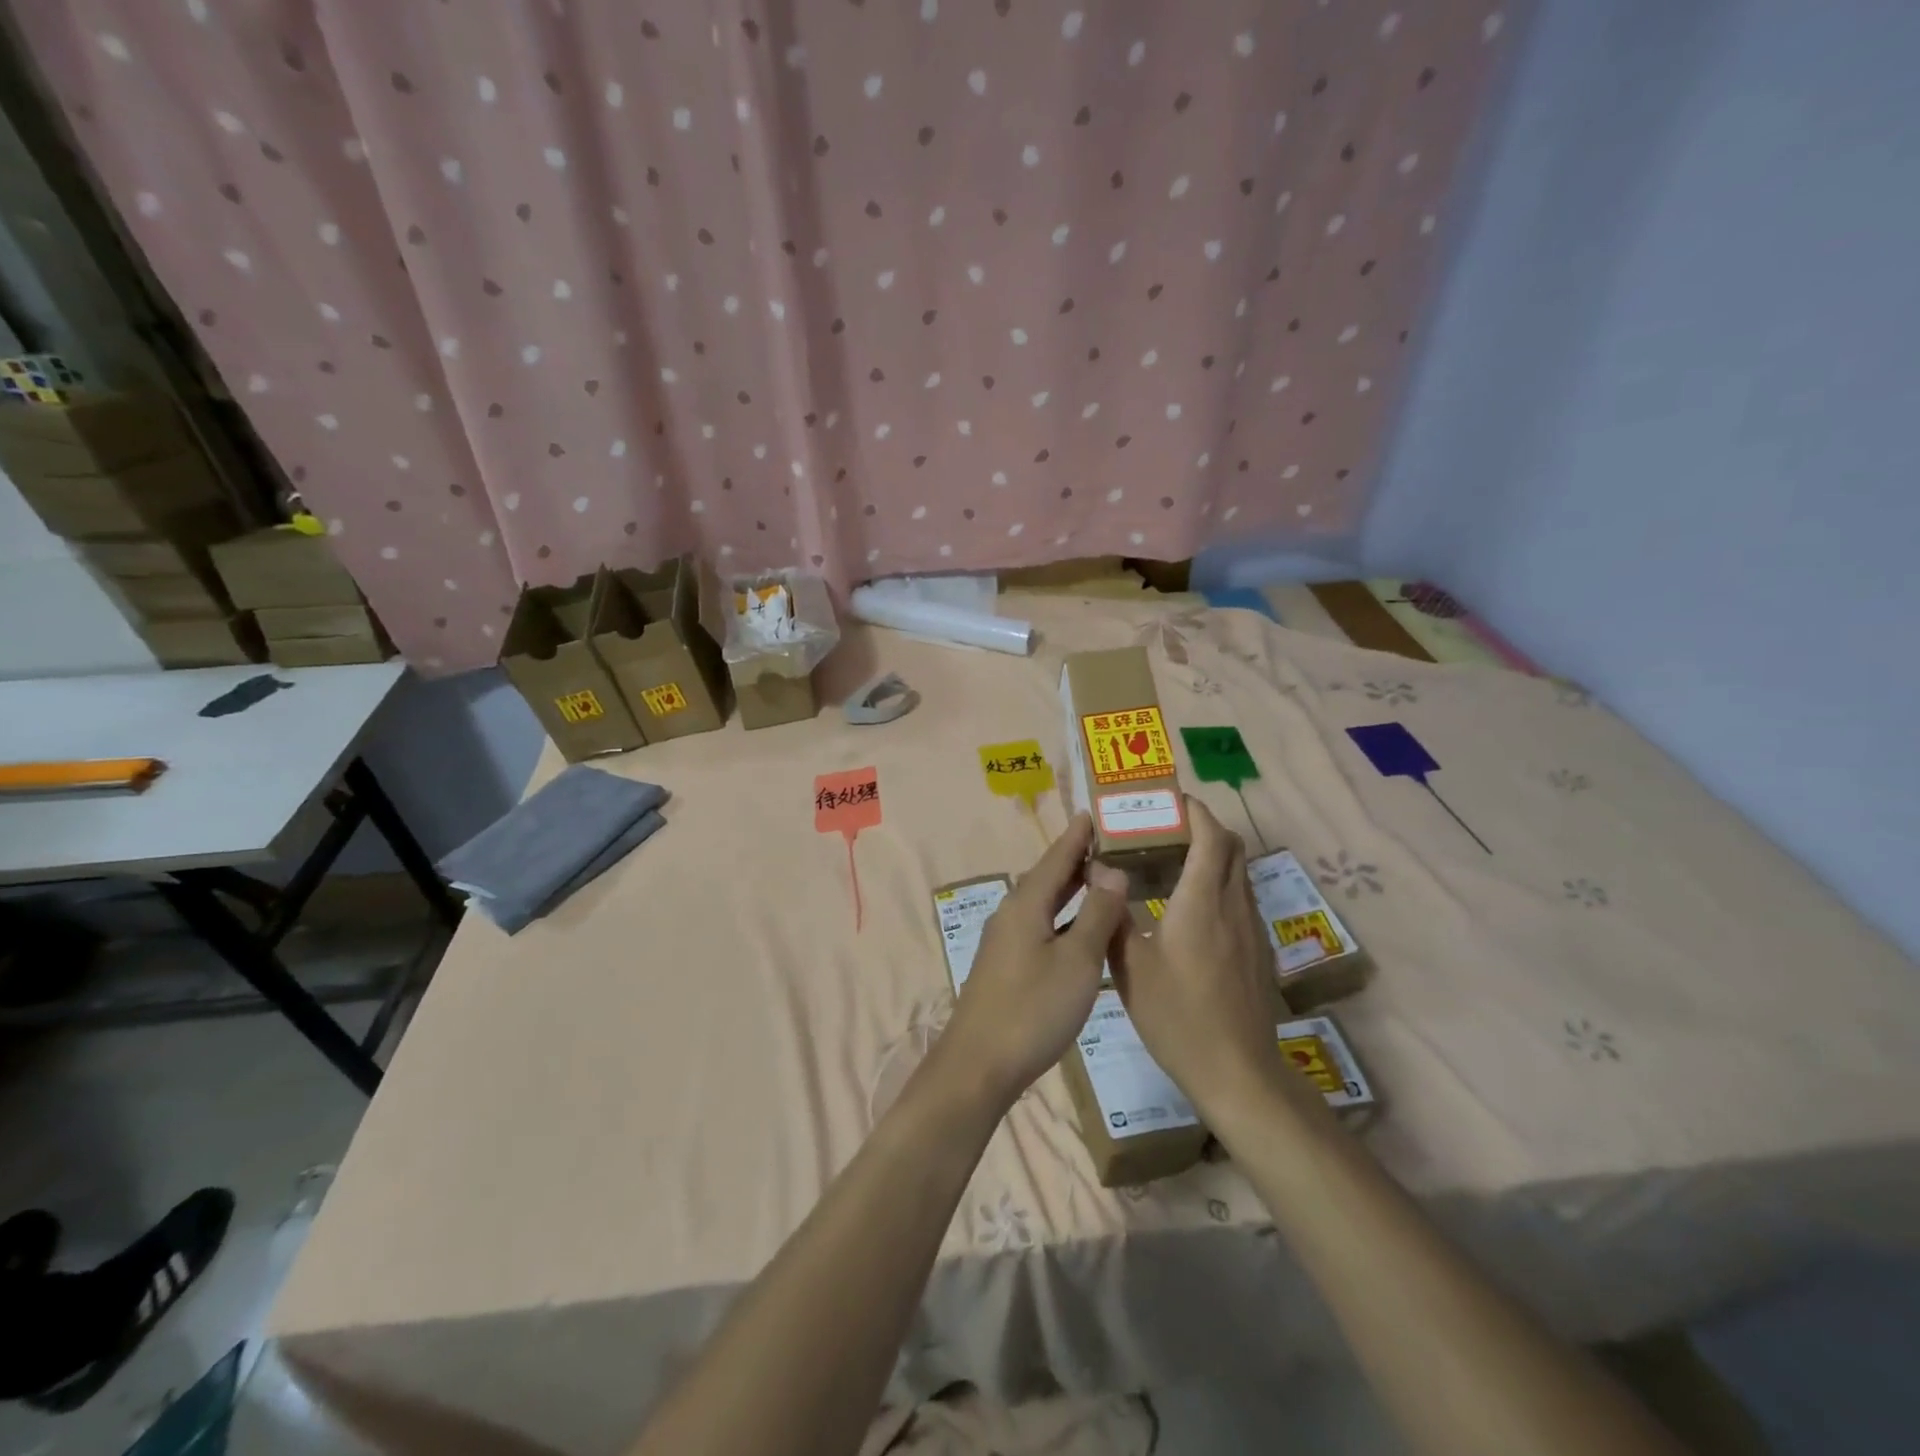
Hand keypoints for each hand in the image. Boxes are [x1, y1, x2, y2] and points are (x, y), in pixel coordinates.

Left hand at [934, 813, 1127, 1109]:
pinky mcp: (1007, 964)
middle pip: (1048, 876)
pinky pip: (1041, 924)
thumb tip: (1112, 870)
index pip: (1057, 857)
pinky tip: (1080, 927)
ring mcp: (1006, 940)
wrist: (979, 1064)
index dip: (1078, 835)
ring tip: (1101, 877)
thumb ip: (1097, 914)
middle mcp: (1013, 913)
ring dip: (1071, 888)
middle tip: (1110, 842)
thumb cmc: (1033, 1009)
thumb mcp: (1077, 961)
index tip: (1095, 812)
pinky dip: (1064, 915)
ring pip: (1044, 902)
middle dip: (1077, 858)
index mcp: (1027, 903)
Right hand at [1109, 798, 1303, 1125]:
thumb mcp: (1130, 968)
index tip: (1170, 801)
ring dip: (1214, 855)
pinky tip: (1191, 911)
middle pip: (1232, 846)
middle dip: (1205, 827)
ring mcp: (1251, 929)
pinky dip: (1219, 884)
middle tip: (1167, 830)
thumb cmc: (1176, 1016)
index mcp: (1200, 902)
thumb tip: (1101, 879)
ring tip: (1174, 864)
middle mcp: (1232, 906)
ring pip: (1239, 872)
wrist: (1236, 1072)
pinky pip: (1240, 898)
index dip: (1194, 811)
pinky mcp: (1257, 951)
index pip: (1209, 837)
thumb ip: (1113, 918)